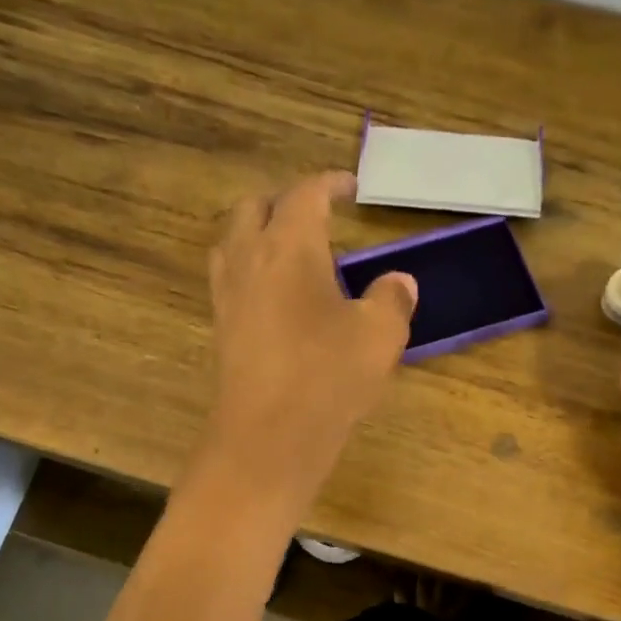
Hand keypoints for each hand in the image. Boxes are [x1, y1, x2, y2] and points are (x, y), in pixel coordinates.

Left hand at [203, 171, 417, 499]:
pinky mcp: (221, 329)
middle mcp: (249, 259)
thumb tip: (399, 283)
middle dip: (284, 202)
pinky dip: (251, 270)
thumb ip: (392, 300)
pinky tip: (276, 297)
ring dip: (259, 233)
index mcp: (289, 246)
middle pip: (254, 207)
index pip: (305, 194)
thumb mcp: (379, 335)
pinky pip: (231, 279)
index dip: (329, 184)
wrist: (268, 437)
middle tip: (316, 216)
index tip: (350, 187)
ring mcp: (227, 295)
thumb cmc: (328, 376)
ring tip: (291, 252)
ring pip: (233, 242)